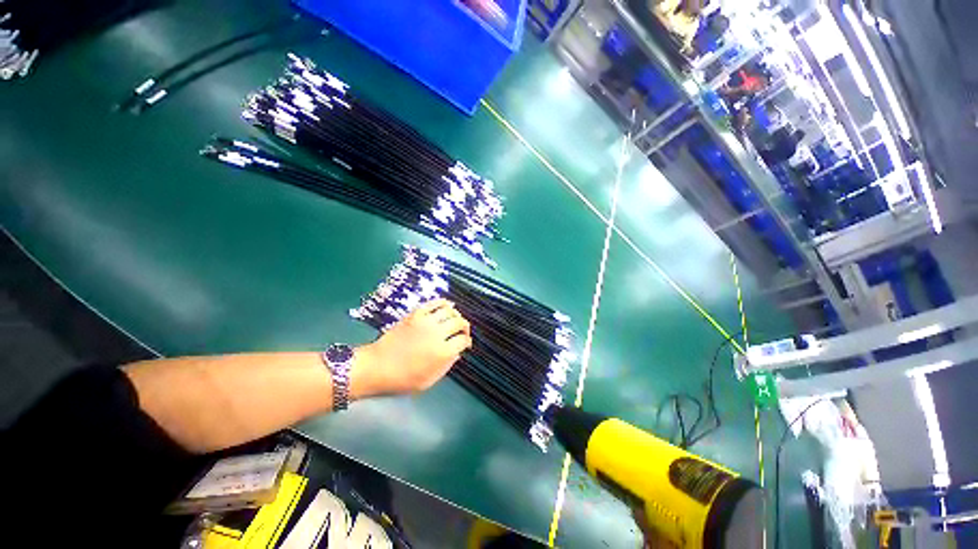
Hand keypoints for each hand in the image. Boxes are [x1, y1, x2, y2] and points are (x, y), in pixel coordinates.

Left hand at [352, 299, 471, 397]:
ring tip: (454, 319)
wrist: (377, 367)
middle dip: (465, 327)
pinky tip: (446, 306)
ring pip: (450, 311)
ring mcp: (426, 322)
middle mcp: (438, 334)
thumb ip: (446, 366)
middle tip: (462, 331)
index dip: (467, 342)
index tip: (465, 344)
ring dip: (455, 315)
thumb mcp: (429, 381)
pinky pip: (434, 303)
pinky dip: (443, 303)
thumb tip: (457, 353)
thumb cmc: (402, 379)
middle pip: (460, 323)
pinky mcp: (416, 314)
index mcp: (442, 352)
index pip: (463, 340)